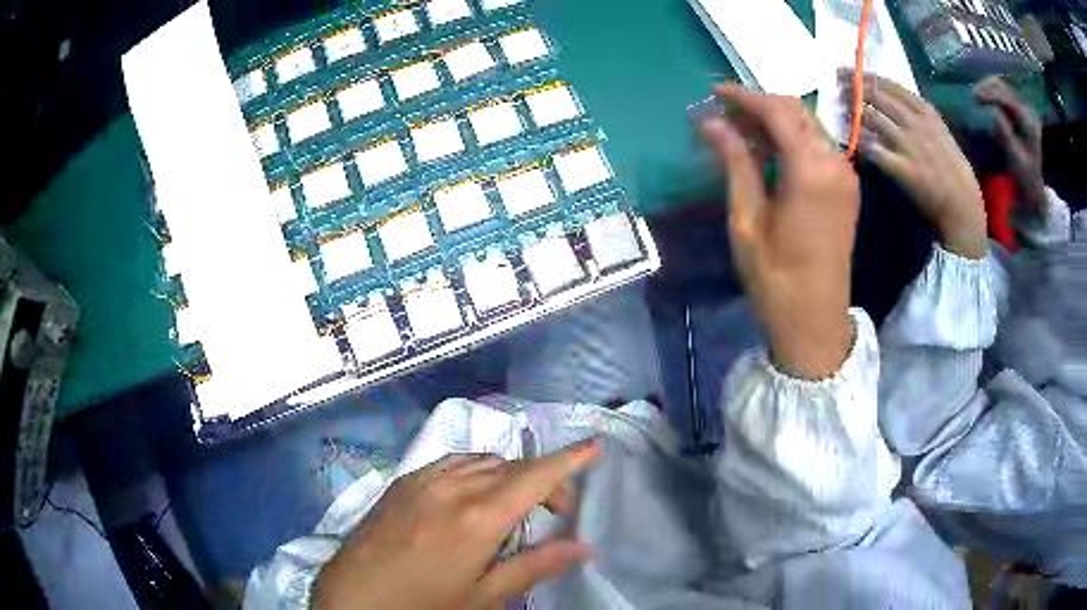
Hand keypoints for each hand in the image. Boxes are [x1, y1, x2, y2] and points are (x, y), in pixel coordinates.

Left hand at [312, 442, 599, 609]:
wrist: (354, 596)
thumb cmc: (424, 603)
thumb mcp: (484, 596)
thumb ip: (535, 566)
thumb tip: (584, 547)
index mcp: (478, 517)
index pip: (535, 477)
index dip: (569, 460)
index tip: (594, 446)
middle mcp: (453, 486)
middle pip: (511, 466)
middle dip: (542, 478)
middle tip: (556, 509)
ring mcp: (423, 480)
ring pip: (480, 461)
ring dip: (507, 473)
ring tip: (514, 503)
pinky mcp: (402, 483)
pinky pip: (450, 463)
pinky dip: (474, 470)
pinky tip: (470, 495)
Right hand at [698, 83, 856, 379]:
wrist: (816, 321)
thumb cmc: (775, 279)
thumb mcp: (747, 221)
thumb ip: (735, 164)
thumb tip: (712, 122)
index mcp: (810, 172)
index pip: (776, 112)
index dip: (743, 96)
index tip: (713, 92)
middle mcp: (835, 164)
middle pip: (797, 111)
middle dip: (760, 103)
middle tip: (724, 112)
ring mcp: (846, 175)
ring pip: (809, 125)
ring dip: (776, 119)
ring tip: (740, 129)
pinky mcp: (848, 187)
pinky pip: (819, 146)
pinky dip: (792, 138)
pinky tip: (768, 148)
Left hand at [845, 72, 987, 259]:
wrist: (964, 211)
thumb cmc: (954, 175)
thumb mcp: (942, 135)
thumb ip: (921, 119)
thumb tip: (894, 104)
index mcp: (928, 113)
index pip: (891, 86)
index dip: (867, 76)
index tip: (850, 70)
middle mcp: (917, 124)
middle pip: (878, 96)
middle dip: (854, 86)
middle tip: (837, 83)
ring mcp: (910, 146)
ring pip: (873, 117)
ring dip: (852, 110)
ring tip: (838, 107)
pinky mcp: (903, 170)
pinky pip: (873, 149)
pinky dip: (859, 142)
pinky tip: (849, 139)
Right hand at [974, 76, 1046, 214]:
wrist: (1034, 192)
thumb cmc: (1025, 179)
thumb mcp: (1015, 158)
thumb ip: (1004, 132)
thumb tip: (989, 111)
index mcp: (1028, 121)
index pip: (1006, 98)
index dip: (989, 94)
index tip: (974, 99)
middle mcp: (1026, 110)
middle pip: (1001, 86)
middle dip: (986, 88)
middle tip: (974, 98)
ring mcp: (1022, 109)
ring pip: (999, 86)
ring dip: (986, 89)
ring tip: (976, 100)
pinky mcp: (1017, 112)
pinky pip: (1000, 94)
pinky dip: (989, 94)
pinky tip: (984, 102)